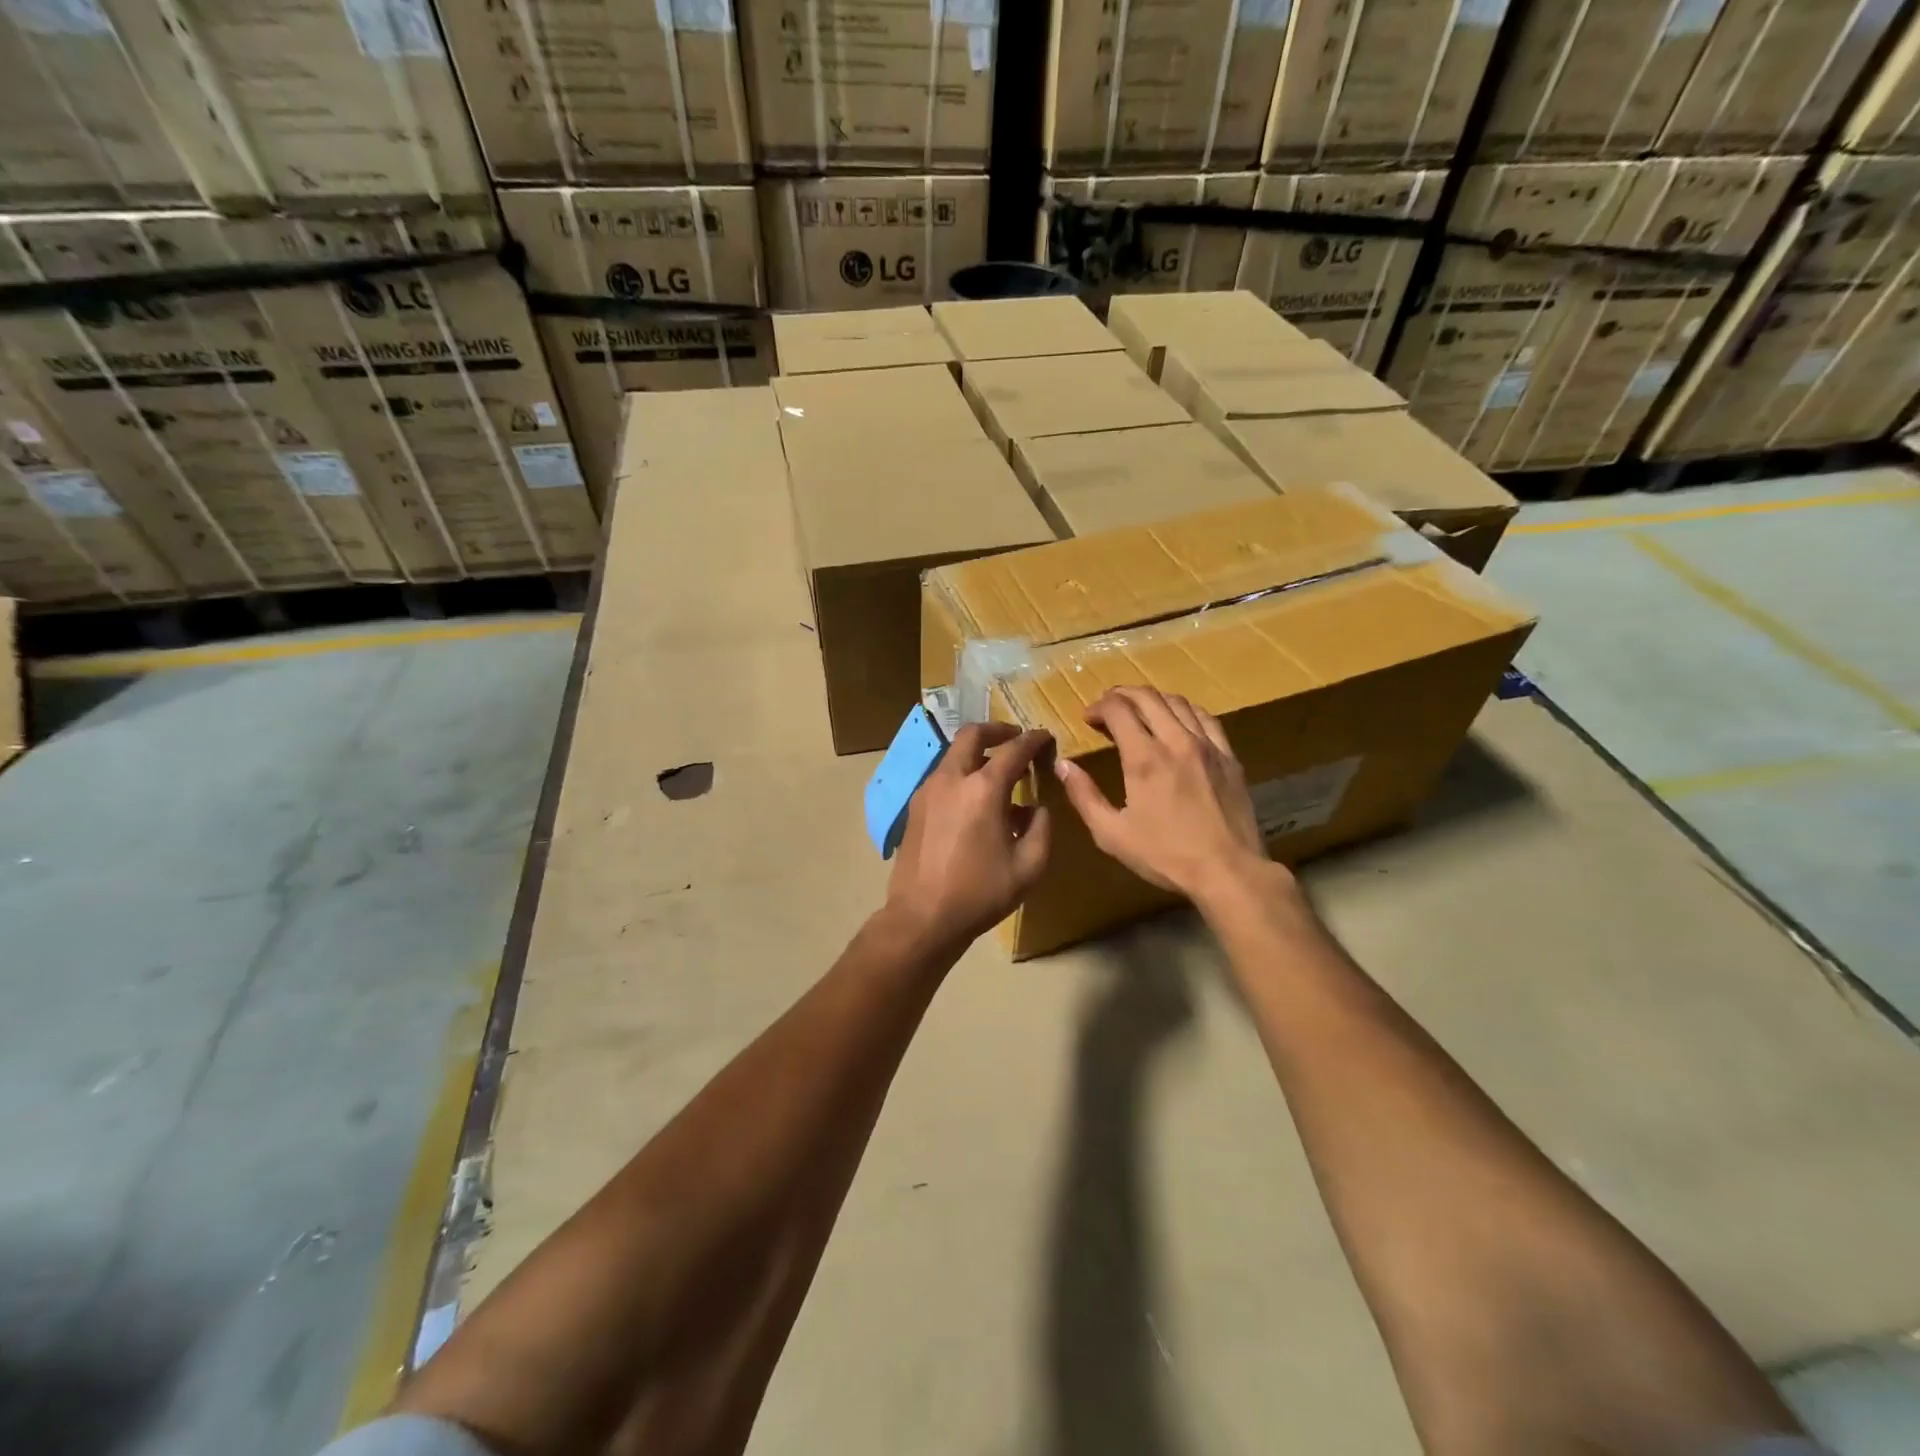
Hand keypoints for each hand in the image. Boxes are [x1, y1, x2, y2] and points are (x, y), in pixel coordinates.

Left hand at [885, 723, 1053, 949]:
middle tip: (1015, 739)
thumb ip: (1042, 828)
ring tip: (997, 774)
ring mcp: (927, 791)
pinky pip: (942, 777)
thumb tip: (1037, 807)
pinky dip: (961, 774)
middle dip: (997, 730)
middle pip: (972, 735)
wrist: (922, 917)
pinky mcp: (914, 807)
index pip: (1013, 749)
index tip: (1046, 737)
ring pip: (953, 755)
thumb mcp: (1029, 867)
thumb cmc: (980, 893)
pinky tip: (974, 801)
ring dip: (977, 753)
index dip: (1034, 740)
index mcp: (983, 789)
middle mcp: (952, 779)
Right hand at [1053, 686, 1279, 901]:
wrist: (1228, 871)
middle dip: (1121, 695)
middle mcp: (1176, 740)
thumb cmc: (1165, 855)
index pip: (1118, 709)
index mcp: (1144, 758)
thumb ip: (1084, 796)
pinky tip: (1178, 721)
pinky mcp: (1229, 756)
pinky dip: (1185, 711)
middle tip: (1107, 707)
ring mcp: (1207, 745)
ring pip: (1178, 702)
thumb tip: (1063, 765)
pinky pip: (1206, 718)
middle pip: (1147, 697)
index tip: (1087, 718)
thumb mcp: (1111, 834)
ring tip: (1139, 711)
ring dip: (1152, 699)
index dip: (1098, 707)